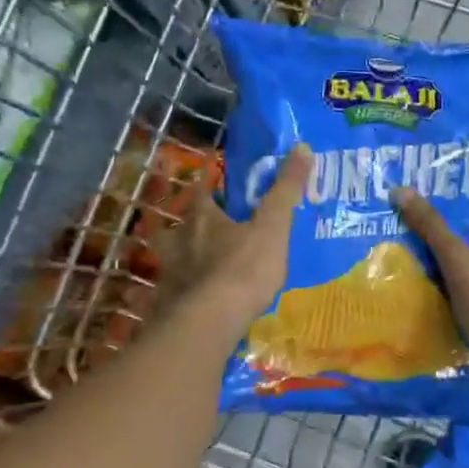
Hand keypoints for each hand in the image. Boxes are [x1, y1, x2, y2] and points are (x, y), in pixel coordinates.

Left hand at [157, 144, 310, 338]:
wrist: (210, 322)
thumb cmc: (244, 268)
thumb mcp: (273, 226)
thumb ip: (286, 190)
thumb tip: (302, 146)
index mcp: (204, 219)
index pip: (201, 191)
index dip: (206, 182)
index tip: (208, 176)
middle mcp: (180, 241)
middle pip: (176, 225)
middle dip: (184, 223)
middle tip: (197, 225)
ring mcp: (169, 274)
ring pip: (168, 259)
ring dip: (175, 257)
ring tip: (187, 263)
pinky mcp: (166, 304)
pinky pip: (168, 293)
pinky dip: (173, 292)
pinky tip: (182, 300)